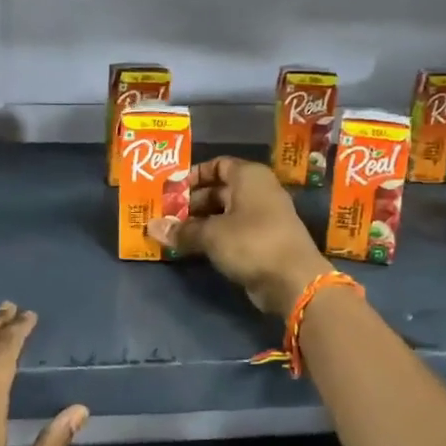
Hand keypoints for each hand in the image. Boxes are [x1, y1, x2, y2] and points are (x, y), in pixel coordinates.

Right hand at [146, 157, 332, 317]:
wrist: (293, 280)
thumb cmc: (251, 242)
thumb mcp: (211, 234)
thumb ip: (181, 230)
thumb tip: (152, 227)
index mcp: (249, 176)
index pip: (218, 165)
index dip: (193, 175)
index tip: (171, 190)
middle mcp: (258, 191)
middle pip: (219, 190)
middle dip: (192, 202)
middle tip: (165, 215)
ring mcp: (263, 217)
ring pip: (224, 213)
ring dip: (200, 222)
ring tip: (173, 233)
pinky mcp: (263, 241)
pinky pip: (232, 232)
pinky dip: (214, 237)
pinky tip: (192, 248)